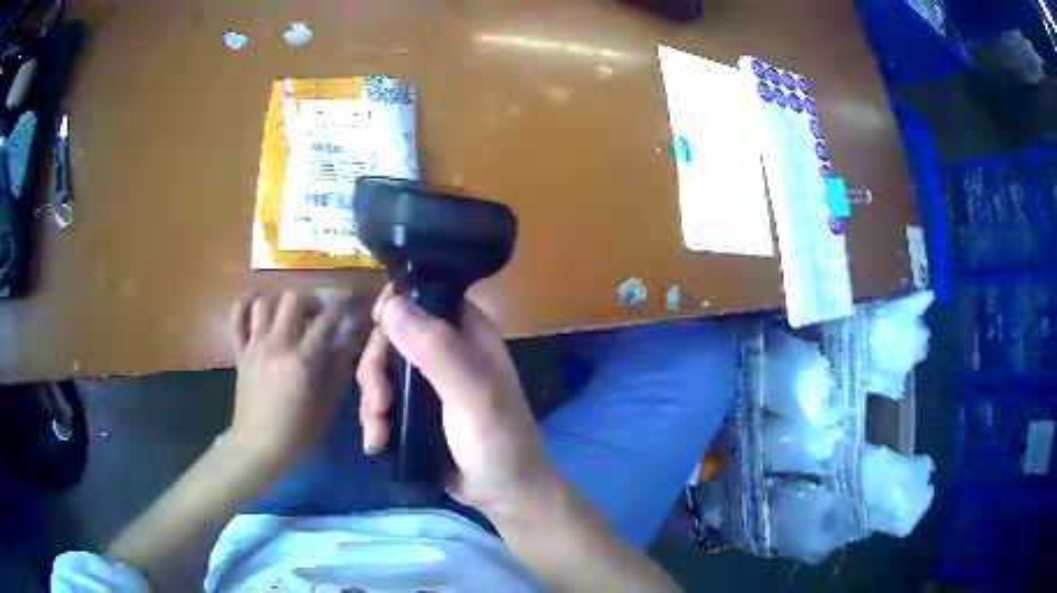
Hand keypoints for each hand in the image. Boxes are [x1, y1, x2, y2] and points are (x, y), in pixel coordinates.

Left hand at [227, 291, 360, 476]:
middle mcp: (278, 345)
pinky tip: (257, 307)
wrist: (258, 446)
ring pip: (265, 302)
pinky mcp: (239, 352)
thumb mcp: (327, 408)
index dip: (342, 308)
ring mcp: (254, 346)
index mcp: (303, 361)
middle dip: (310, 300)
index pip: (327, 320)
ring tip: (289, 315)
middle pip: (294, 299)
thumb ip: (338, 373)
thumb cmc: (297, 433)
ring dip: (281, 303)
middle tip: (317, 315)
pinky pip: (236, 317)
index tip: (350, 304)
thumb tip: (344, 346)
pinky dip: (245, 305)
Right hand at [356, 286, 557, 517]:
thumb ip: (437, 350)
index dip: (395, 303)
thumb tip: (392, 305)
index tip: (376, 325)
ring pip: (379, 369)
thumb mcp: (473, 394)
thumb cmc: (498, 441)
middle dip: (375, 368)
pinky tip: (377, 441)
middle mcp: (445, 349)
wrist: (502, 494)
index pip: (425, 296)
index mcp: (467, 332)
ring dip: (371, 400)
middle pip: (390, 335)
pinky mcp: (413, 409)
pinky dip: (373, 419)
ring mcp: (426, 381)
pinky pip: (380, 400)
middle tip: (379, 401)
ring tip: (378, 430)